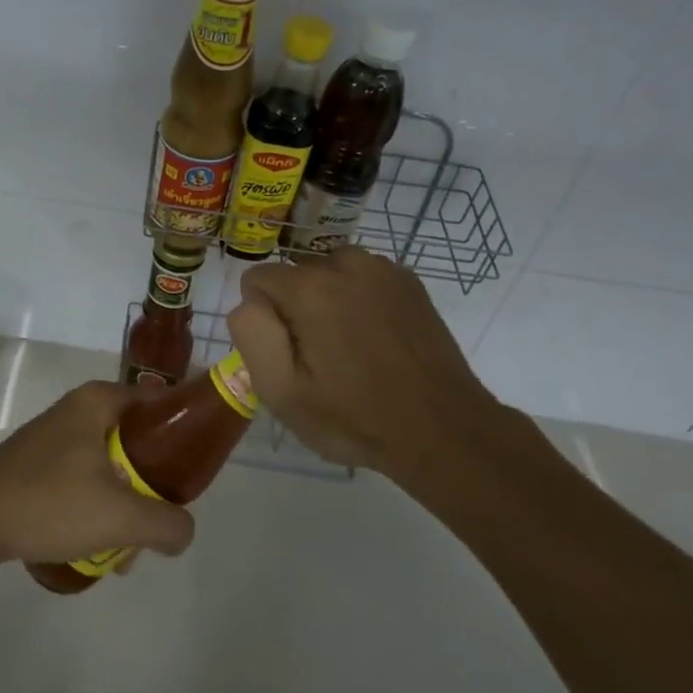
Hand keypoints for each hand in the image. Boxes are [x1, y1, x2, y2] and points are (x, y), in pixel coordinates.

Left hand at [0, 381, 196, 568]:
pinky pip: (82, 476)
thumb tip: (185, 531)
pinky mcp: (36, 462)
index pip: (159, 401)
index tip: (195, 466)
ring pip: (109, 462)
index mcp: (99, 401)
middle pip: (135, 437)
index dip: (182, 430)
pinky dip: (96, 503)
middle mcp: (77, 408)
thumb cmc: (49, 502)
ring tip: (127, 543)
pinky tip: (93, 542)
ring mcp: (53, 435)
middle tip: (161, 513)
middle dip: (152, 479)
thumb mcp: (120, 516)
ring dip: (124, 499)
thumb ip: (166, 523)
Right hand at [228, 246, 502, 486]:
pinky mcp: (409, 280)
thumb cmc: (355, 418)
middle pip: (295, 276)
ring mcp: (382, 268)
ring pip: (328, 274)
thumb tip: (250, 302)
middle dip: (296, 309)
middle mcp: (345, 263)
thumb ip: (252, 335)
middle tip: (321, 360)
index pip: (257, 280)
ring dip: (328, 302)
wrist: (443, 429)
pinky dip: (359, 301)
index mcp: (310, 288)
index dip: (264, 320)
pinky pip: (362, 279)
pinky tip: (377, 340)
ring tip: (351, 350)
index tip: (288, 355)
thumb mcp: (283, 392)